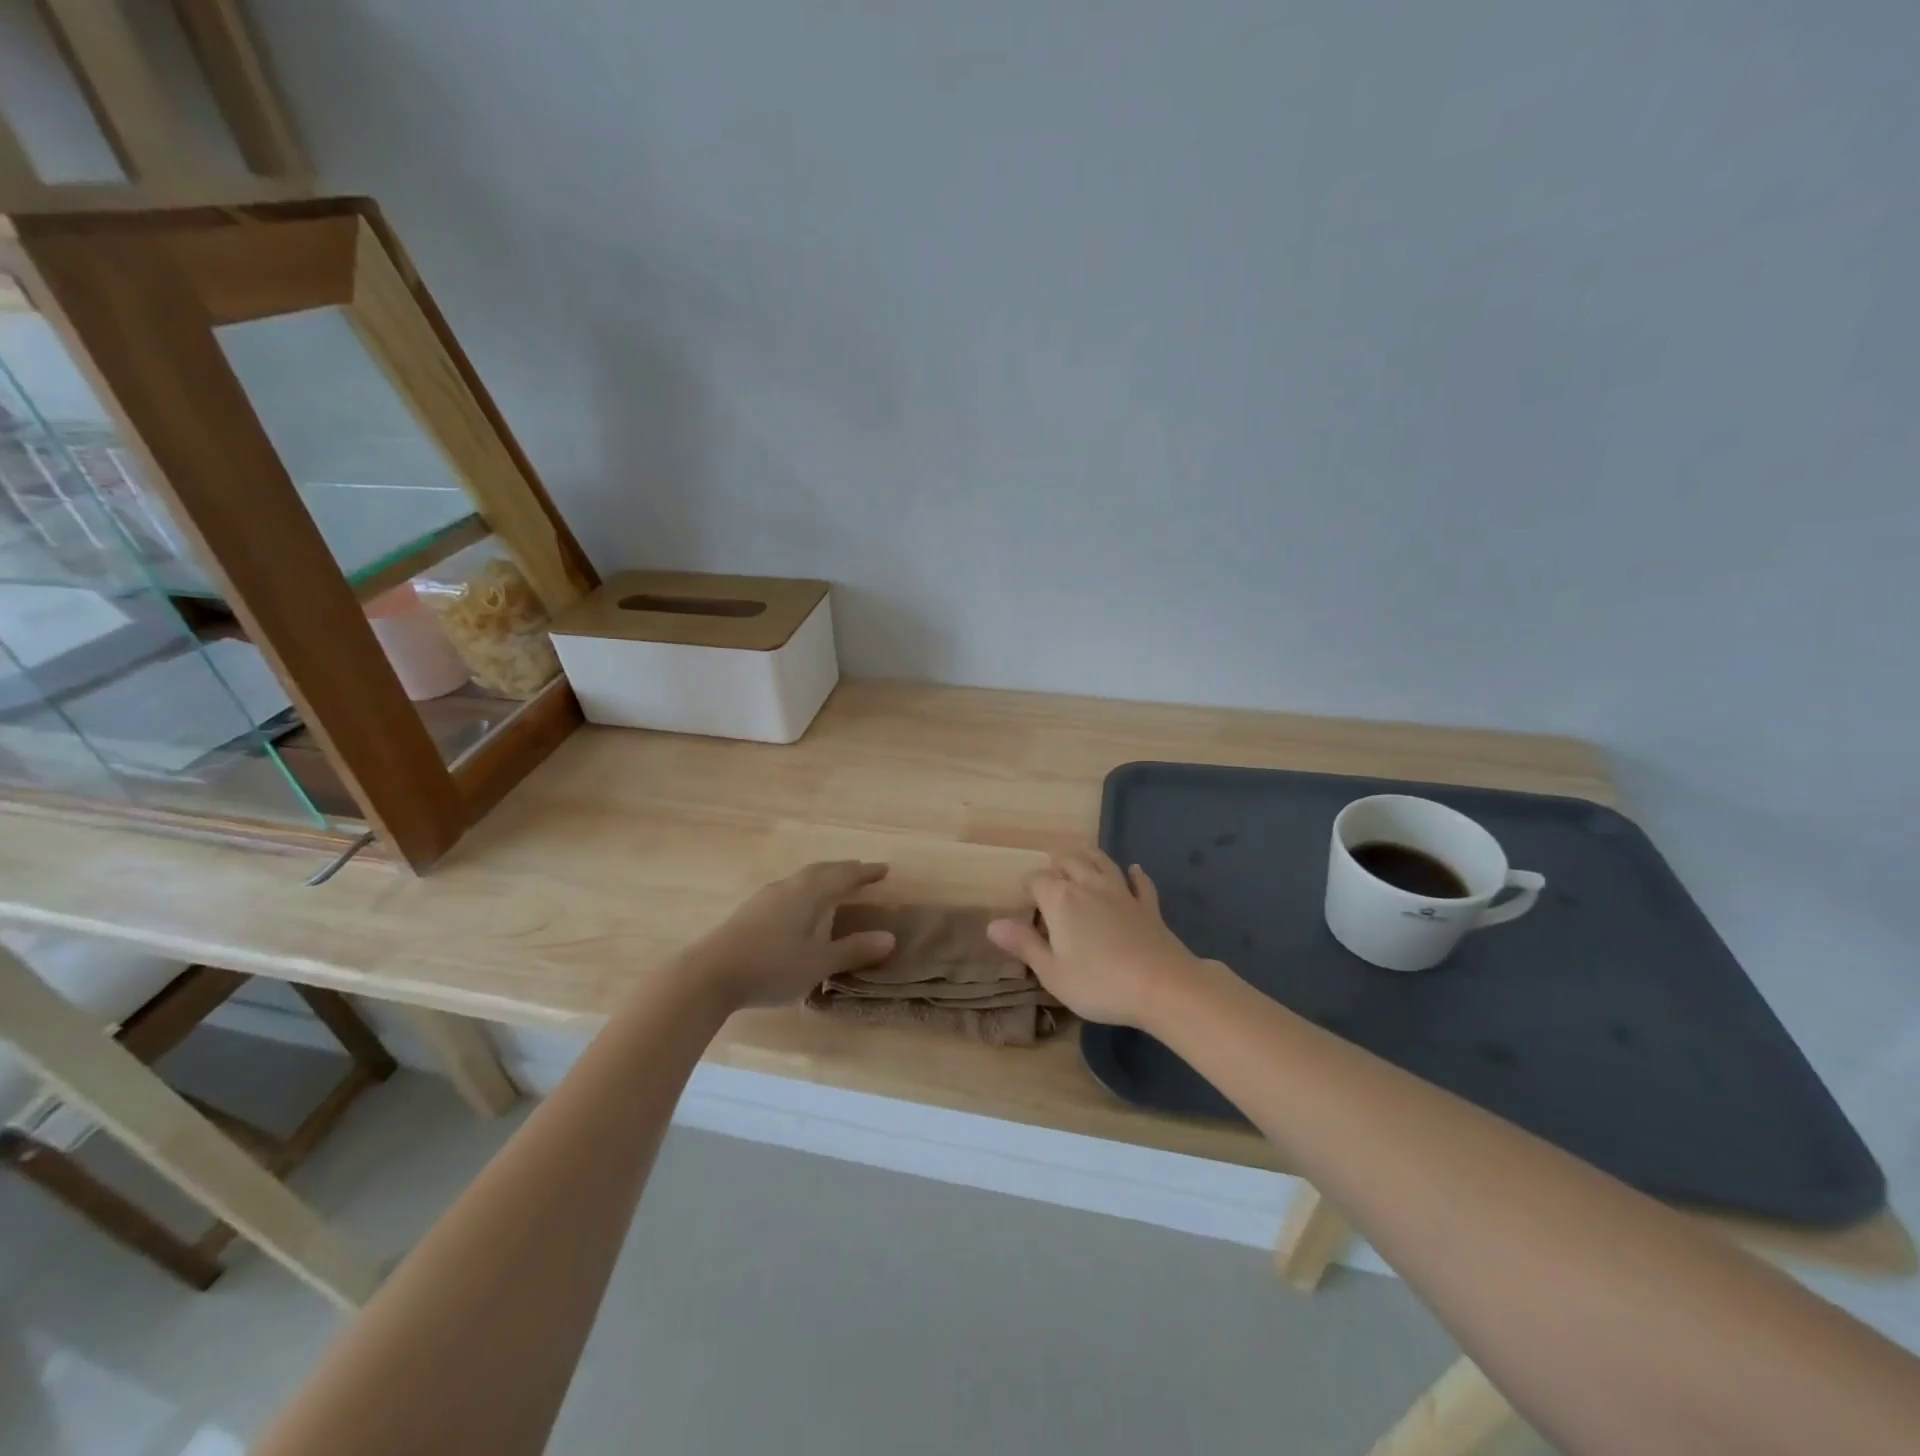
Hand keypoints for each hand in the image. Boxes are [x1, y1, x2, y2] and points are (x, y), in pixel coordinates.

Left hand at [681, 861, 897, 1009]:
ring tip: (834, 888)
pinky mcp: (749, 912)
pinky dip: (805, 892)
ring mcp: (765, 898)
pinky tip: (800, 909)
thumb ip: (852, 950)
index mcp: (809, 893)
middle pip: (821, 871)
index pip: (844, 875)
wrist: (708, 975)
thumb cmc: (771, 966)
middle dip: (844, 871)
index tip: (884, 870)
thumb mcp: (817, 963)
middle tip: (862, 873)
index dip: (865, 872)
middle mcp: (788, 887)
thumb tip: (890, 937)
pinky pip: (788, 891)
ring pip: (802, 879)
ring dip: (822, 879)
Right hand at [986, 849, 1199, 1026]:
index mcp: (1060, 899)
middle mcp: (1089, 886)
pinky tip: (1134, 869)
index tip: (1024, 901)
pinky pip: (1140, 883)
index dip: (1027, 887)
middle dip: (1056, 863)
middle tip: (1049, 868)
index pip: (1036, 880)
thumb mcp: (1052, 971)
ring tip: (1080, 853)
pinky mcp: (1148, 906)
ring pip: (1102, 863)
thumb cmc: (1099, 983)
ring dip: (1089, 856)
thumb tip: (992, 924)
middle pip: (1069, 861)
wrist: (1162, 986)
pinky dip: (1136, 875)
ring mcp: (1122, 893)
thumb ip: (1023, 944)